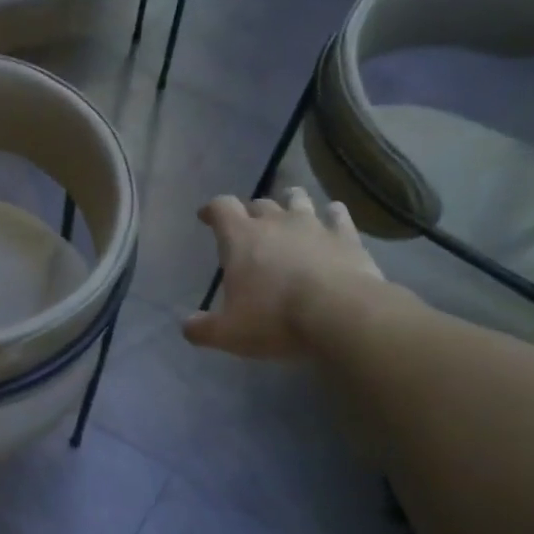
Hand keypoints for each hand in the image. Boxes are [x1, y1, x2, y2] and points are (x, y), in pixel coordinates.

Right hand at [182, 189, 384, 360]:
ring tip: (288, 209)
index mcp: (241, 239)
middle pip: (259, 203)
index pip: (221, 208)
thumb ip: (202, 328)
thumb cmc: (275, 319)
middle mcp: (276, 222)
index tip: (205, 216)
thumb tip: (187, 326)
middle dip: (250, 211)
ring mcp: (314, 225)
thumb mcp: (227, 333)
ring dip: (289, 202)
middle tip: (247, 225)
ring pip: (298, 200)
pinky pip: (337, 214)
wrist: (340, 315)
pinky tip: (332, 216)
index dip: (211, 210)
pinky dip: (331, 213)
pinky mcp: (346, 236)